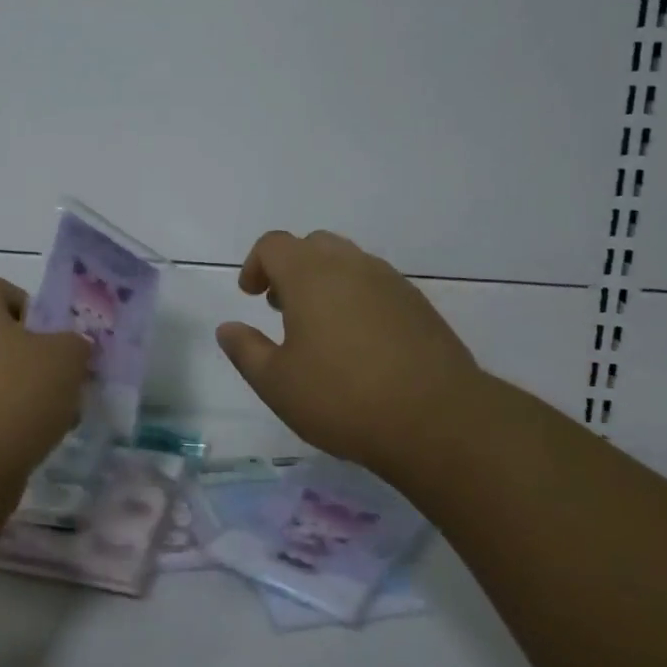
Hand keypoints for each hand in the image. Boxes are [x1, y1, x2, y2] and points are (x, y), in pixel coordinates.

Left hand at [0, 274, 91, 488]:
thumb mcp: (67, 360)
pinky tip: (21, 444)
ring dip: (13, 390)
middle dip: (27, 355)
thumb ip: (75, 343)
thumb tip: (71, 345)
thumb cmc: (15, 397)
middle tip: (57, 381)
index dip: (29, 306)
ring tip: (46, 419)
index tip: (52, 337)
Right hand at [216, 230, 482, 474]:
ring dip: (325, 281)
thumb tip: (227, 328)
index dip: (255, 264)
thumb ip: (245, 350)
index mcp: (310, 275)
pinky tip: (359, 343)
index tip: (251, 296)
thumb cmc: (343, 398)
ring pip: (348, 262)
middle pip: (313, 245)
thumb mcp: (277, 383)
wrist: (439, 421)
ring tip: (320, 327)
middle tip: (281, 307)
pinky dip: (357, 297)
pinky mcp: (420, 305)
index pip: (274, 245)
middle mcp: (351, 266)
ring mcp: (391, 283)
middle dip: (290, 268)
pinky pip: (377, 285)